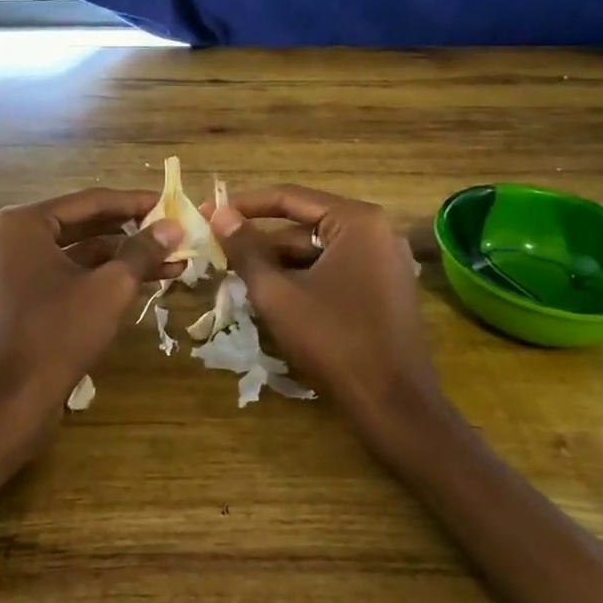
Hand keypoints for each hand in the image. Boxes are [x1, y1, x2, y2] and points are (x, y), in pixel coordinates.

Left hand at [0, 188, 184, 453]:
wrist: (15, 399)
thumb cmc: (60, 333)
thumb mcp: (111, 287)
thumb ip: (143, 250)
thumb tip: (174, 225)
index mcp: (25, 223)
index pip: (91, 201)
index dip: (135, 202)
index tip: (171, 204)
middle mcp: (13, 237)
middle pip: (84, 224)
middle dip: (132, 232)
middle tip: (172, 232)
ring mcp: (14, 268)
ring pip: (78, 252)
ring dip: (122, 257)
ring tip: (171, 261)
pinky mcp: (21, 296)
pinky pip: (67, 274)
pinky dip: (101, 276)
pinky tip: (142, 282)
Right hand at [209, 186, 444, 458]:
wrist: (394, 405)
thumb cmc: (334, 340)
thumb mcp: (278, 293)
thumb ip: (246, 249)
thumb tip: (220, 214)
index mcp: (356, 221)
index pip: (289, 198)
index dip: (243, 205)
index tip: (207, 213)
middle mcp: (376, 232)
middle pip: (304, 226)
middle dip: (261, 243)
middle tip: (218, 253)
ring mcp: (384, 262)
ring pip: (316, 253)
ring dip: (278, 265)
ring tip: (238, 281)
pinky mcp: (384, 290)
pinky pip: (334, 271)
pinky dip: (302, 280)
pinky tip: (273, 300)